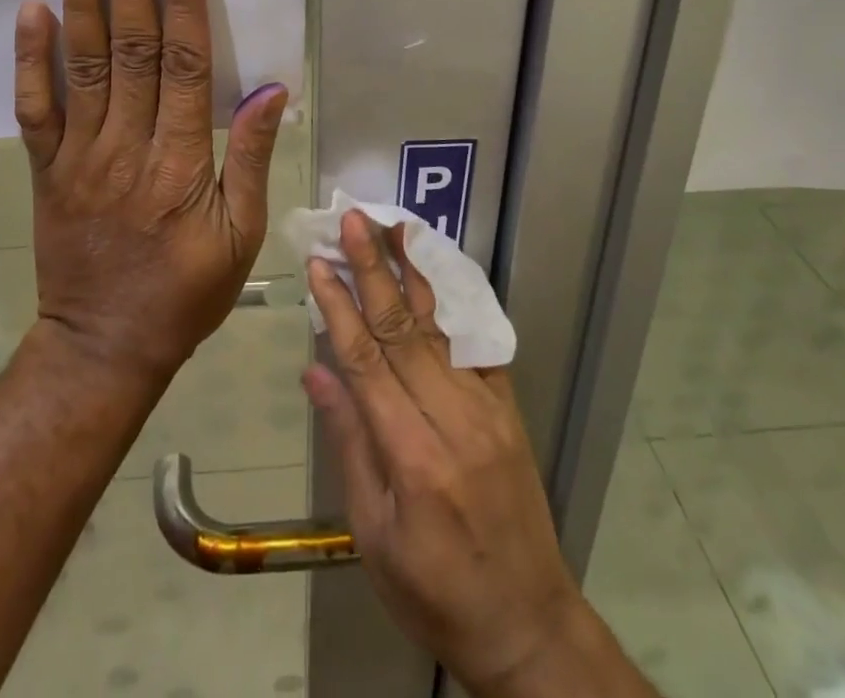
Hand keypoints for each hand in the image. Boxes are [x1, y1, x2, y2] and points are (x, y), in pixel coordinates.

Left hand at [14, 0, 287, 383]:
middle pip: (131, 51)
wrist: (103, 347)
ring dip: (83, 3)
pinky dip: (30, 59)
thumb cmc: (185, 293)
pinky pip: (35, 109)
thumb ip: (250, 159)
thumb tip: (269, 90)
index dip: (184, 3)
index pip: (183, 65)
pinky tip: (32, 11)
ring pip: (82, 67)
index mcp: (180, 163)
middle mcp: (127, 147)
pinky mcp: (46, 170)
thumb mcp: (241, 237)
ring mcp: (79, 156)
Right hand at [304, 213, 644, 697]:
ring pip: (440, 325)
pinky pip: (476, 343)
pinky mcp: (509, 406)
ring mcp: (487, 407)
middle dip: (374, 268)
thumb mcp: (374, 535)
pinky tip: (437, 270)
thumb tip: (316, 369)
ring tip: (394, 226)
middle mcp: (453, 418)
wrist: (527, 624)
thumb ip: (348, 444)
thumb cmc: (434, 592)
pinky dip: (453, 302)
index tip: (318, 263)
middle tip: (355, 219)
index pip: (366, 360)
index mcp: (413, 455)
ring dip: (413, 271)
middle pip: (403, 328)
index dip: (339, 306)